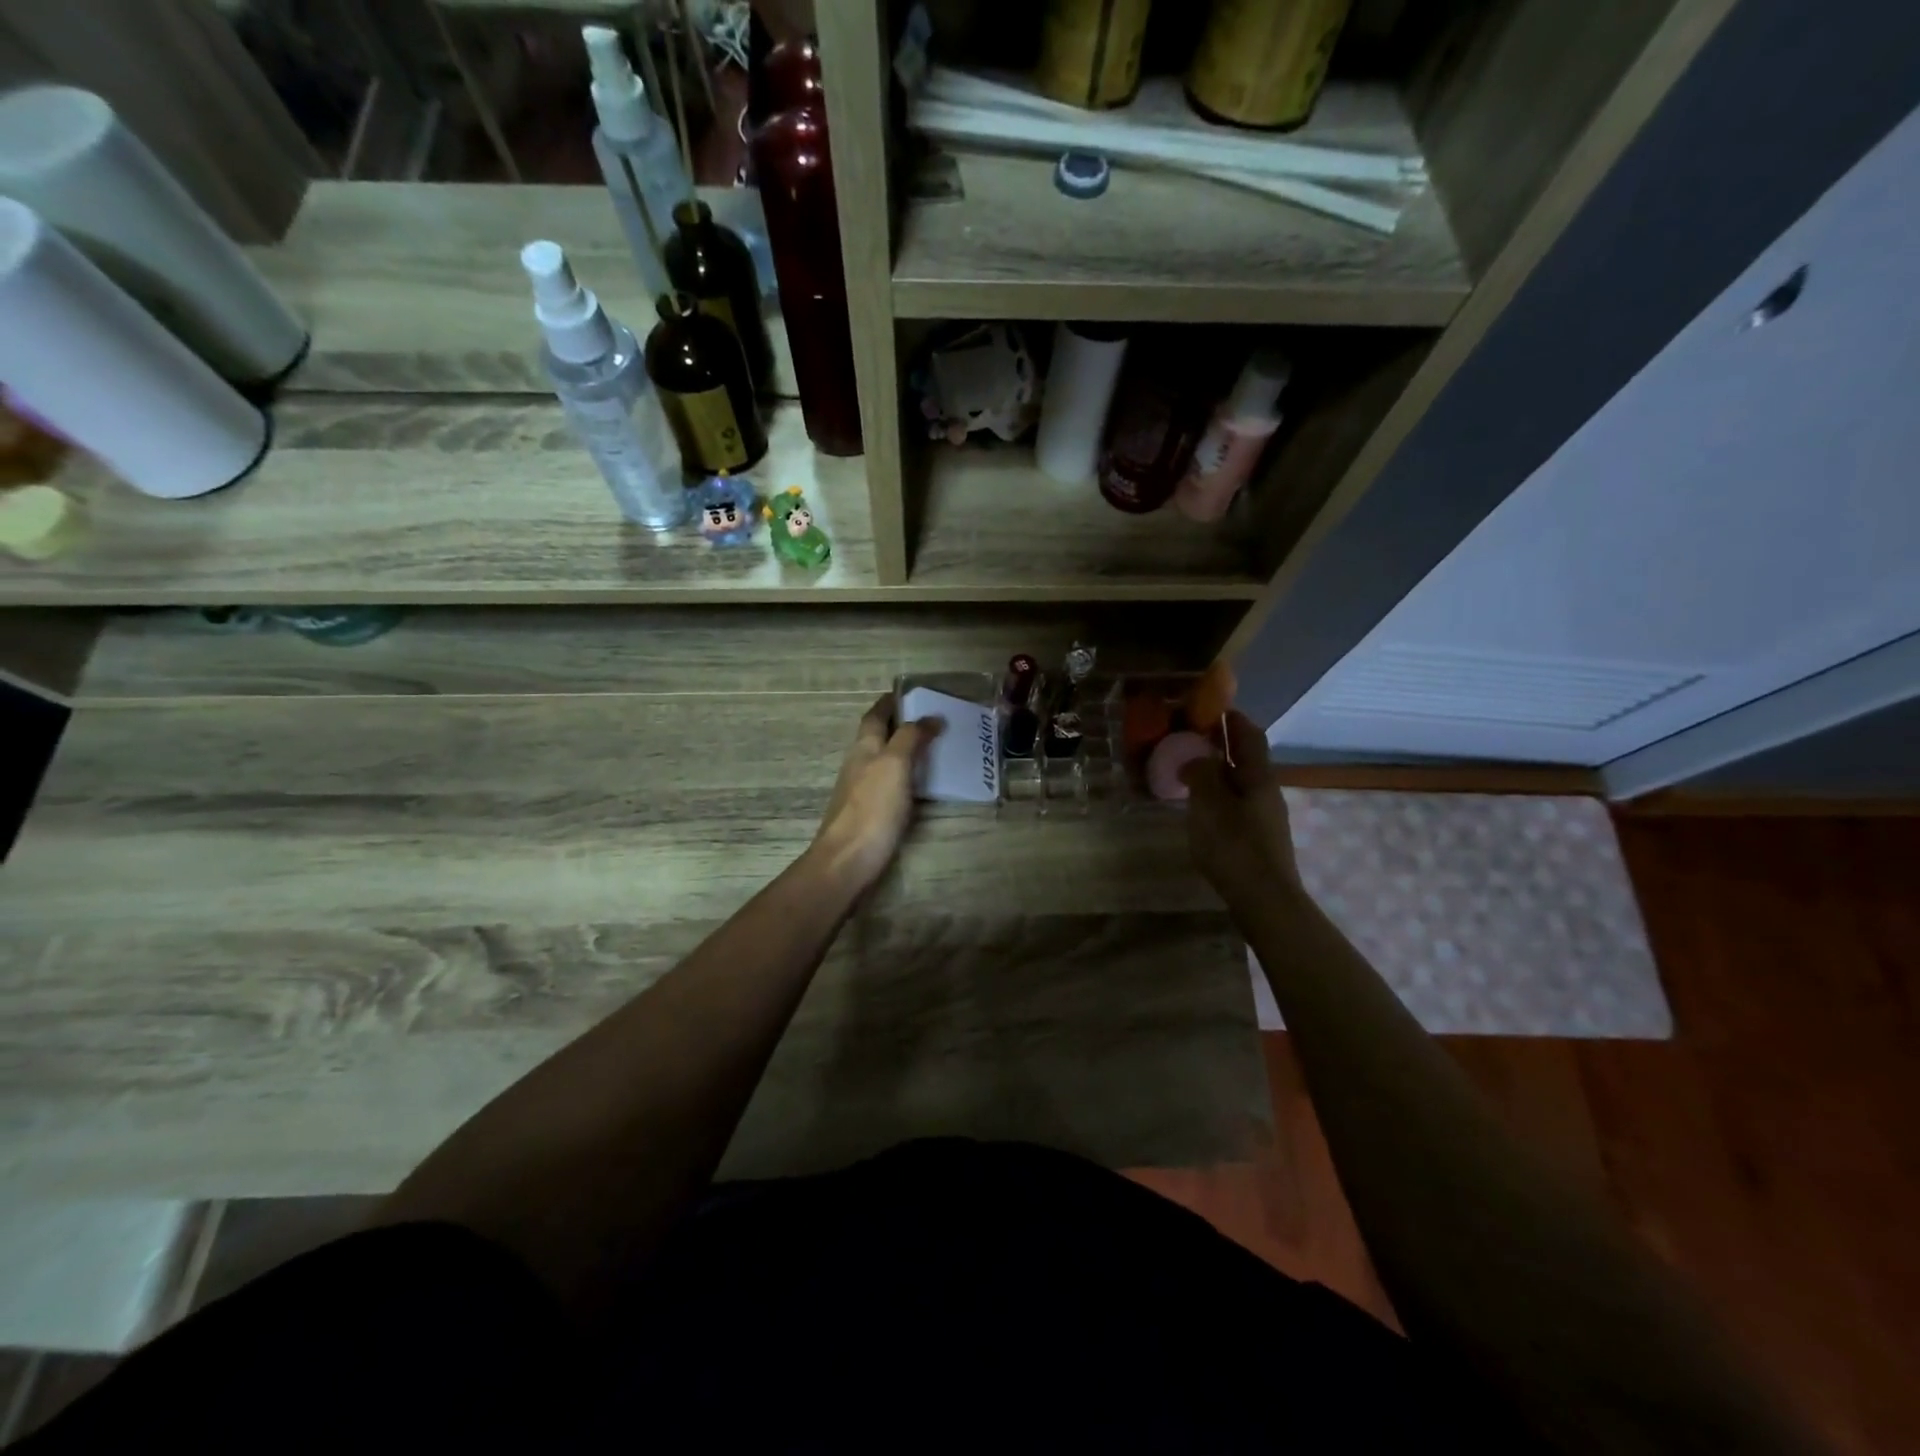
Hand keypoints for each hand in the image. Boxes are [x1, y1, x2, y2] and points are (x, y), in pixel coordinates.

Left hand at [809, 695, 938, 894]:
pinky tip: (921, 783)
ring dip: (904, 750)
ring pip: (883, 760)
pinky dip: (905, 775)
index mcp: (864, 747)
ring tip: (933, 747)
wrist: (848, 860)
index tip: (910, 693)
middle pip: (878, 736)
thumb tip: (931, 717)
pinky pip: (890, 783)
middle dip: (900, 724)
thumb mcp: (894, 764)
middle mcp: (859, 763)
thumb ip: (911, 738)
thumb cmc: (872, 808)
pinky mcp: (870, 813)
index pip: (875, 715)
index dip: (890, 702)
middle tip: (931, 719)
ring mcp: (862, 790)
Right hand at [1179, 710, 1302, 905]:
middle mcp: (1266, 791)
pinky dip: (1219, 796)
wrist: (1265, 901)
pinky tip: (1200, 808)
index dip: (1232, 718)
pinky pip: (1237, 804)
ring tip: (1188, 772)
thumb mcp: (1209, 805)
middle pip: (1246, 758)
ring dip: (1218, 772)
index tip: (1210, 708)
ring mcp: (1265, 817)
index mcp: (1258, 777)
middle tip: (1190, 738)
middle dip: (1221, 745)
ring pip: (1241, 783)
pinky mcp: (1259, 839)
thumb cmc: (1235, 847)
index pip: (1249, 735)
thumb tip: (1195, 757)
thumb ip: (1201, 774)